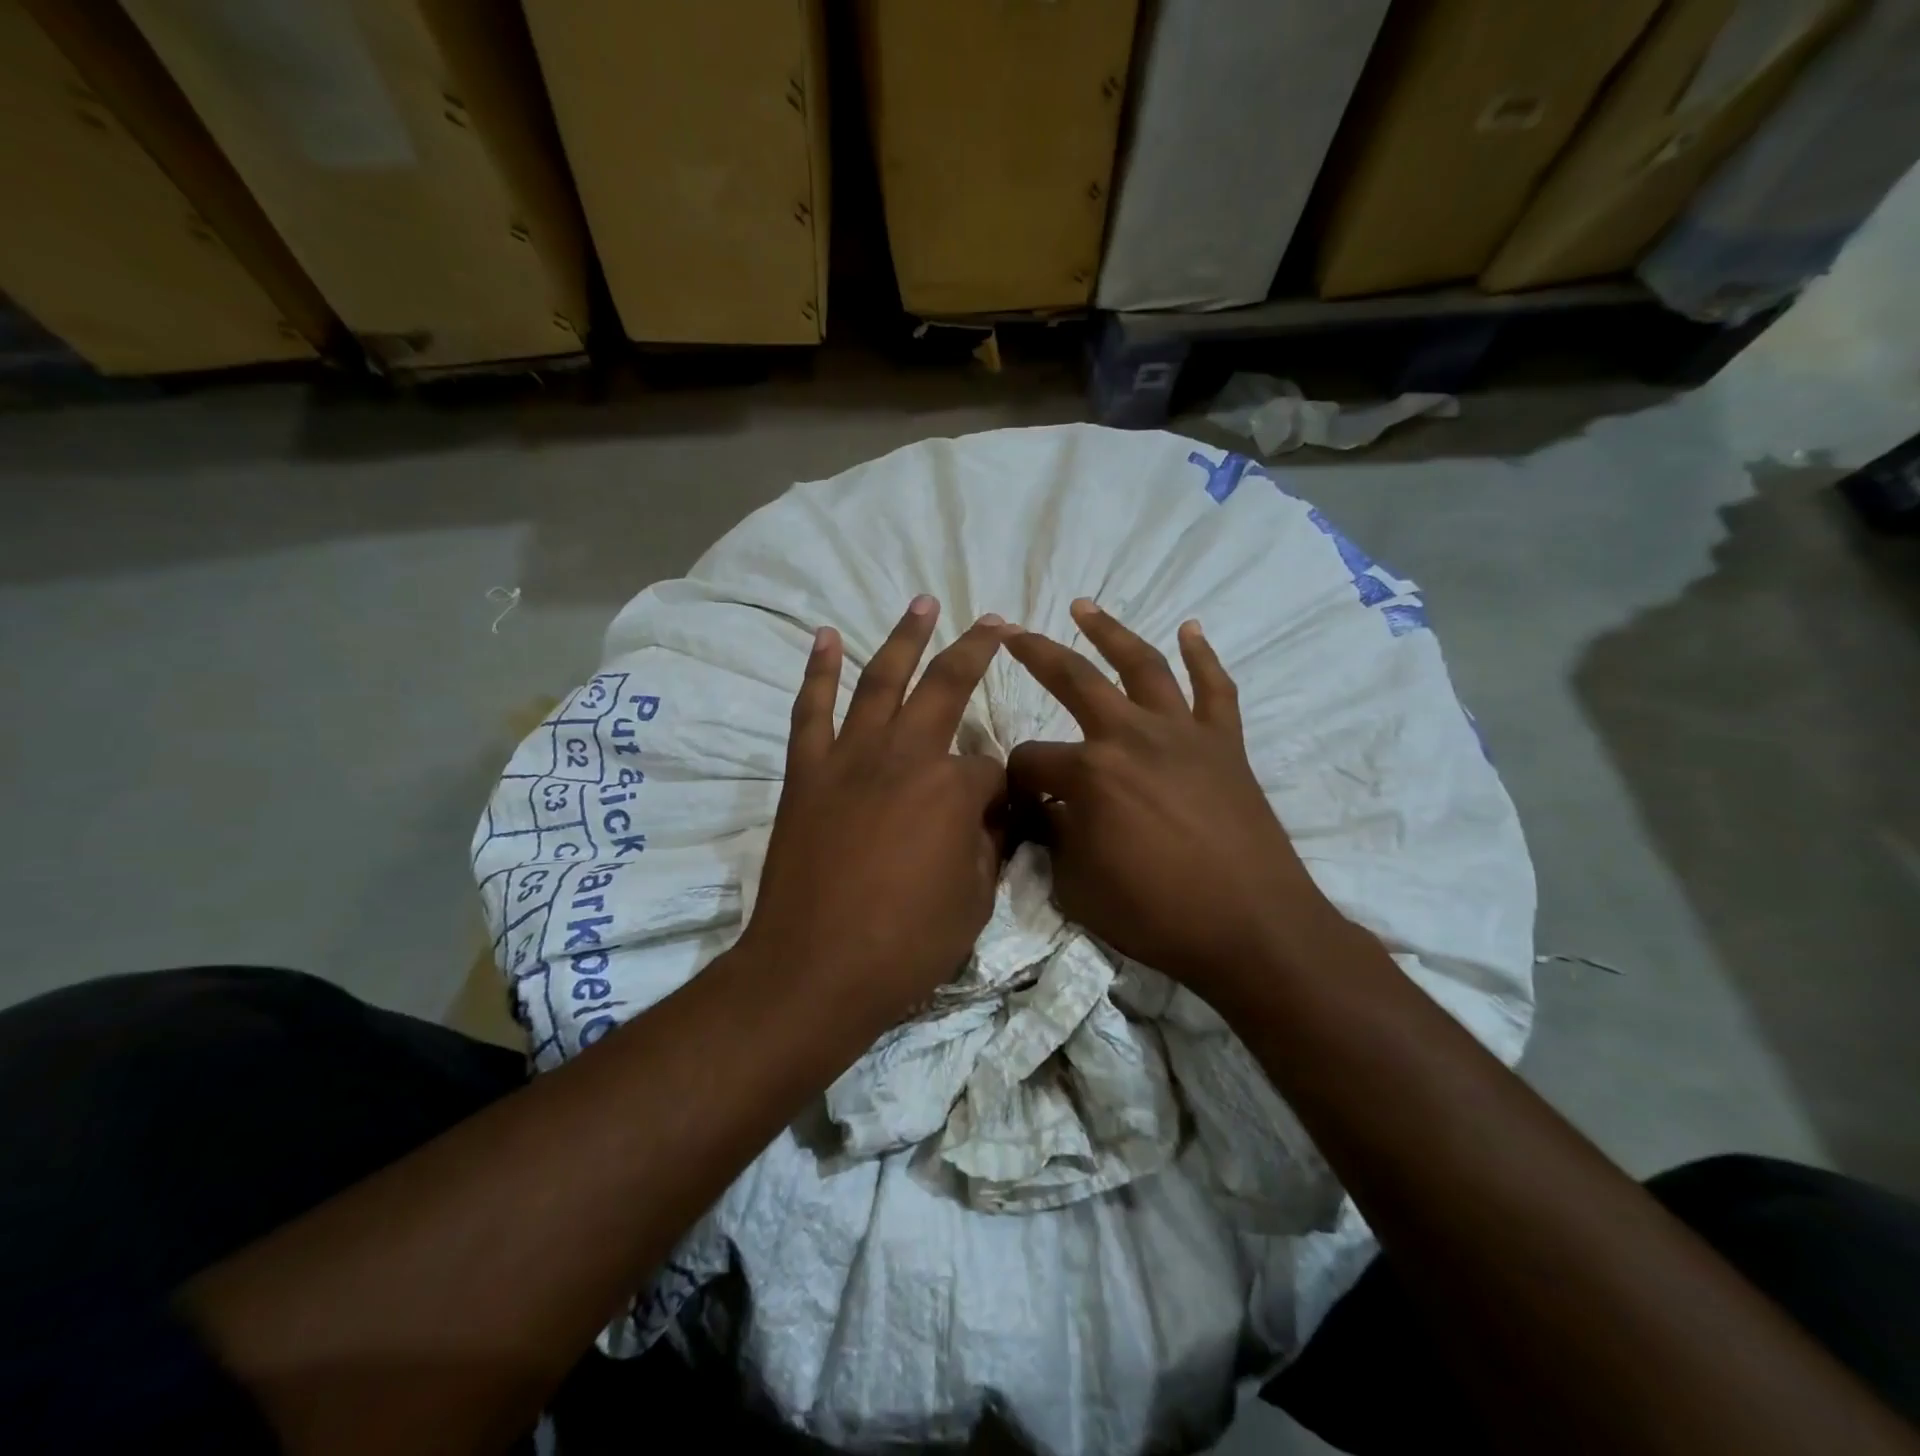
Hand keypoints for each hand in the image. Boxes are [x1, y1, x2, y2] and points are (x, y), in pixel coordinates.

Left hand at [742, 596, 1010, 1029]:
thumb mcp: (974, 901)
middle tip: (991, 622)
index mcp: (953, 788)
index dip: (1001, 790)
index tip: (1001, 815)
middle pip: (946, 689)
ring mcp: (850, 759)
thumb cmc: (905, 945)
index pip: (991, 769)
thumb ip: (988, 845)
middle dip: (974, 651)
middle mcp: (904, 757)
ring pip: (880, 682)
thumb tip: (991, 815)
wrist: (815, 970)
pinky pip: (811, 711)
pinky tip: (825, 638)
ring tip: (921, 602)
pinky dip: (818, 672)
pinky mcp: (807, 774)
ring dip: (903, 638)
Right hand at [1004, 599, 1345, 999]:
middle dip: (1036, 655)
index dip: (1017, 781)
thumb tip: (1047, 813)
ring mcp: (1183, 734)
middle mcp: (1132, 737)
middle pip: (1074, 680)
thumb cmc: (1158, 915)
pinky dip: (1203, 656)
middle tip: (1012, 633)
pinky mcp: (1226, 744)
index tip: (1020, 803)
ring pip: (1142, 666)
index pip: (1031, 761)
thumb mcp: (1078, 888)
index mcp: (1089, 773)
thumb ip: (1054, 840)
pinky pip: (1215, 689)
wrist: (1253, 929)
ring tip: (1084, 606)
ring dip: (1111, 631)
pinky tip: (1191, 630)